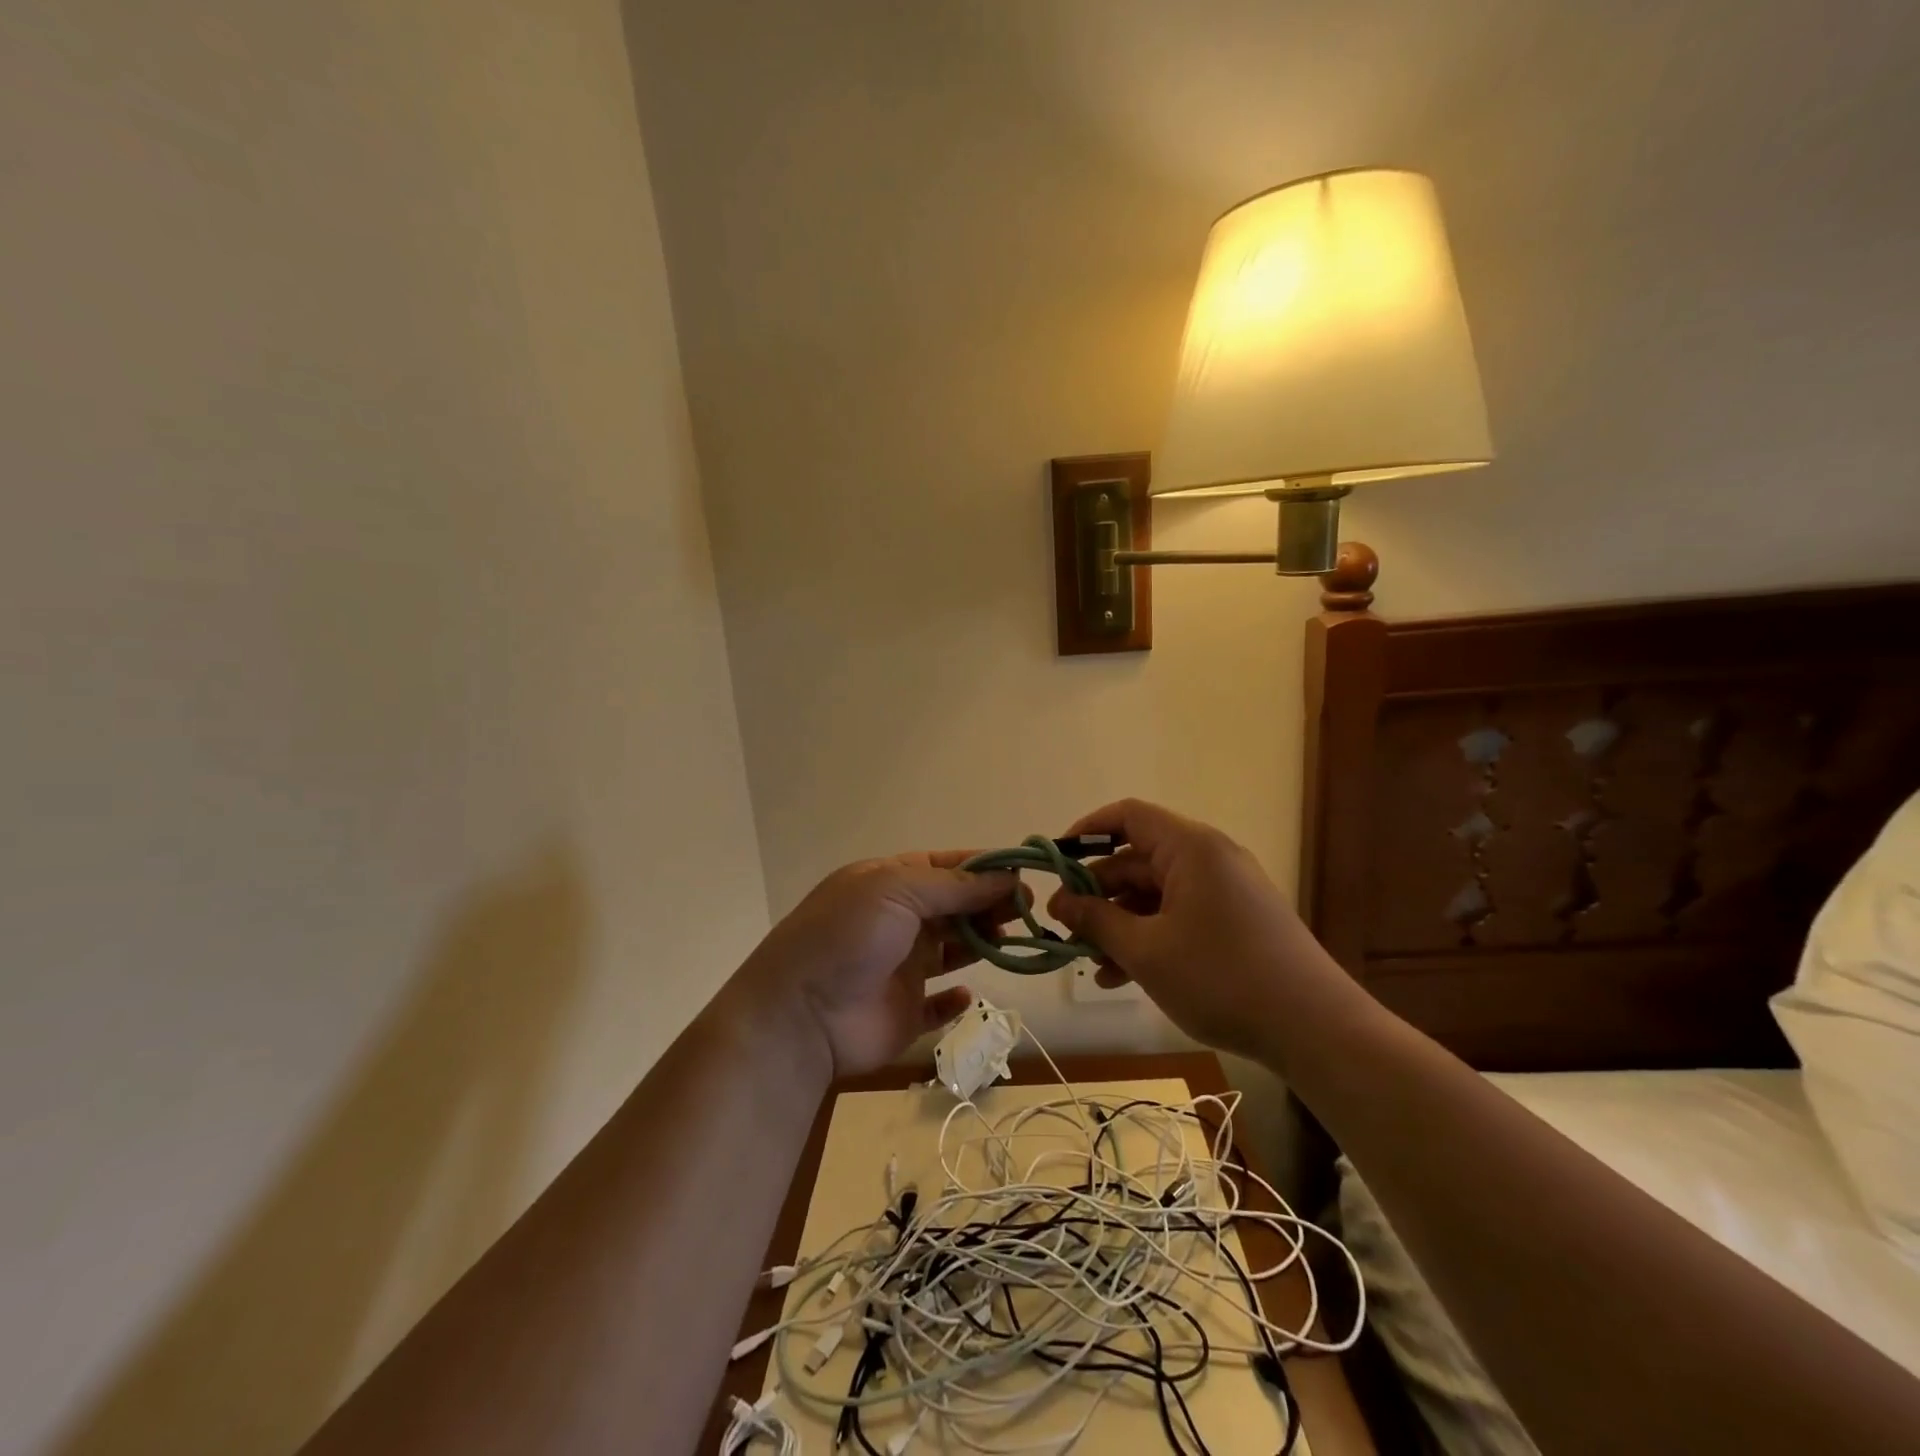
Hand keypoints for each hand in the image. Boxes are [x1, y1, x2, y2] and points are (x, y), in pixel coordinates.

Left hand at [735, 852, 1017, 1077]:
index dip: (984, 868)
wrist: (801, 1015)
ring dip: (982, 943)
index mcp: (889, 883)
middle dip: (990, 904)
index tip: (1024, 874)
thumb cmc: (849, 937)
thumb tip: (1008, 876)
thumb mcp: (897, 890)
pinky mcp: (904, 1012)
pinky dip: (955, 1000)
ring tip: (1012, 941)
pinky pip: (937, 1004)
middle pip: (955, 906)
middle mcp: (897, 921)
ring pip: (953, 950)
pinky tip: (969, 994)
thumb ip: (955, 885)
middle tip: (1026, 911)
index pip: (946, 866)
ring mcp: (900, 967)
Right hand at [1048, 799, 1348, 1059]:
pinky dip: (1149, 937)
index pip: (1127, 816)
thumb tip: (1060, 902)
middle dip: (1097, 893)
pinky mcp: (1236, 922)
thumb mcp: (1146, 951)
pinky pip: (1179, 916)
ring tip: (1089, 961)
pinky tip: (1122, 976)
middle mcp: (1209, 859)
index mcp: (1190, 848)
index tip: (1055, 863)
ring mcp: (1225, 891)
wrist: (1315, 1028)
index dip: (1086, 832)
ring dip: (1119, 923)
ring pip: (1156, 894)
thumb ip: (1097, 920)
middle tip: (1063, 926)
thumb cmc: (1221, 978)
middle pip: (1138, 860)